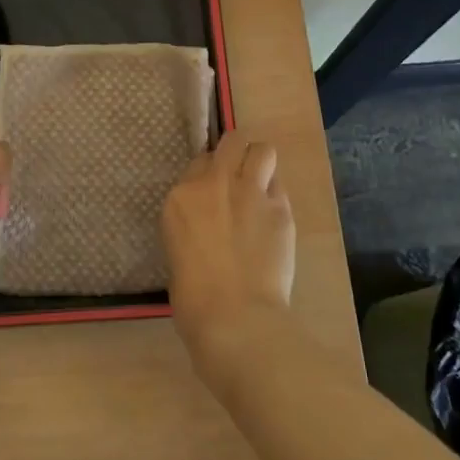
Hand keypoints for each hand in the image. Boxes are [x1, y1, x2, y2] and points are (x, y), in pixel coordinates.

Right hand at [161, 130, 295, 366]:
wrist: (234, 317)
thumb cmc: (193, 299)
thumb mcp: (178, 251)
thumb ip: (194, 225)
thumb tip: (209, 225)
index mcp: (180, 198)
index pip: (199, 163)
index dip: (208, 175)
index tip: (212, 193)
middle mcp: (215, 184)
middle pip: (231, 142)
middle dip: (236, 154)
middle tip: (238, 177)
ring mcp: (251, 193)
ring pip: (262, 150)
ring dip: (260, 162)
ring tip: (259, 184)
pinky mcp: (281, 210)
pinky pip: (279, 187)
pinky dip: (275, 195)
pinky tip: (272, 217)